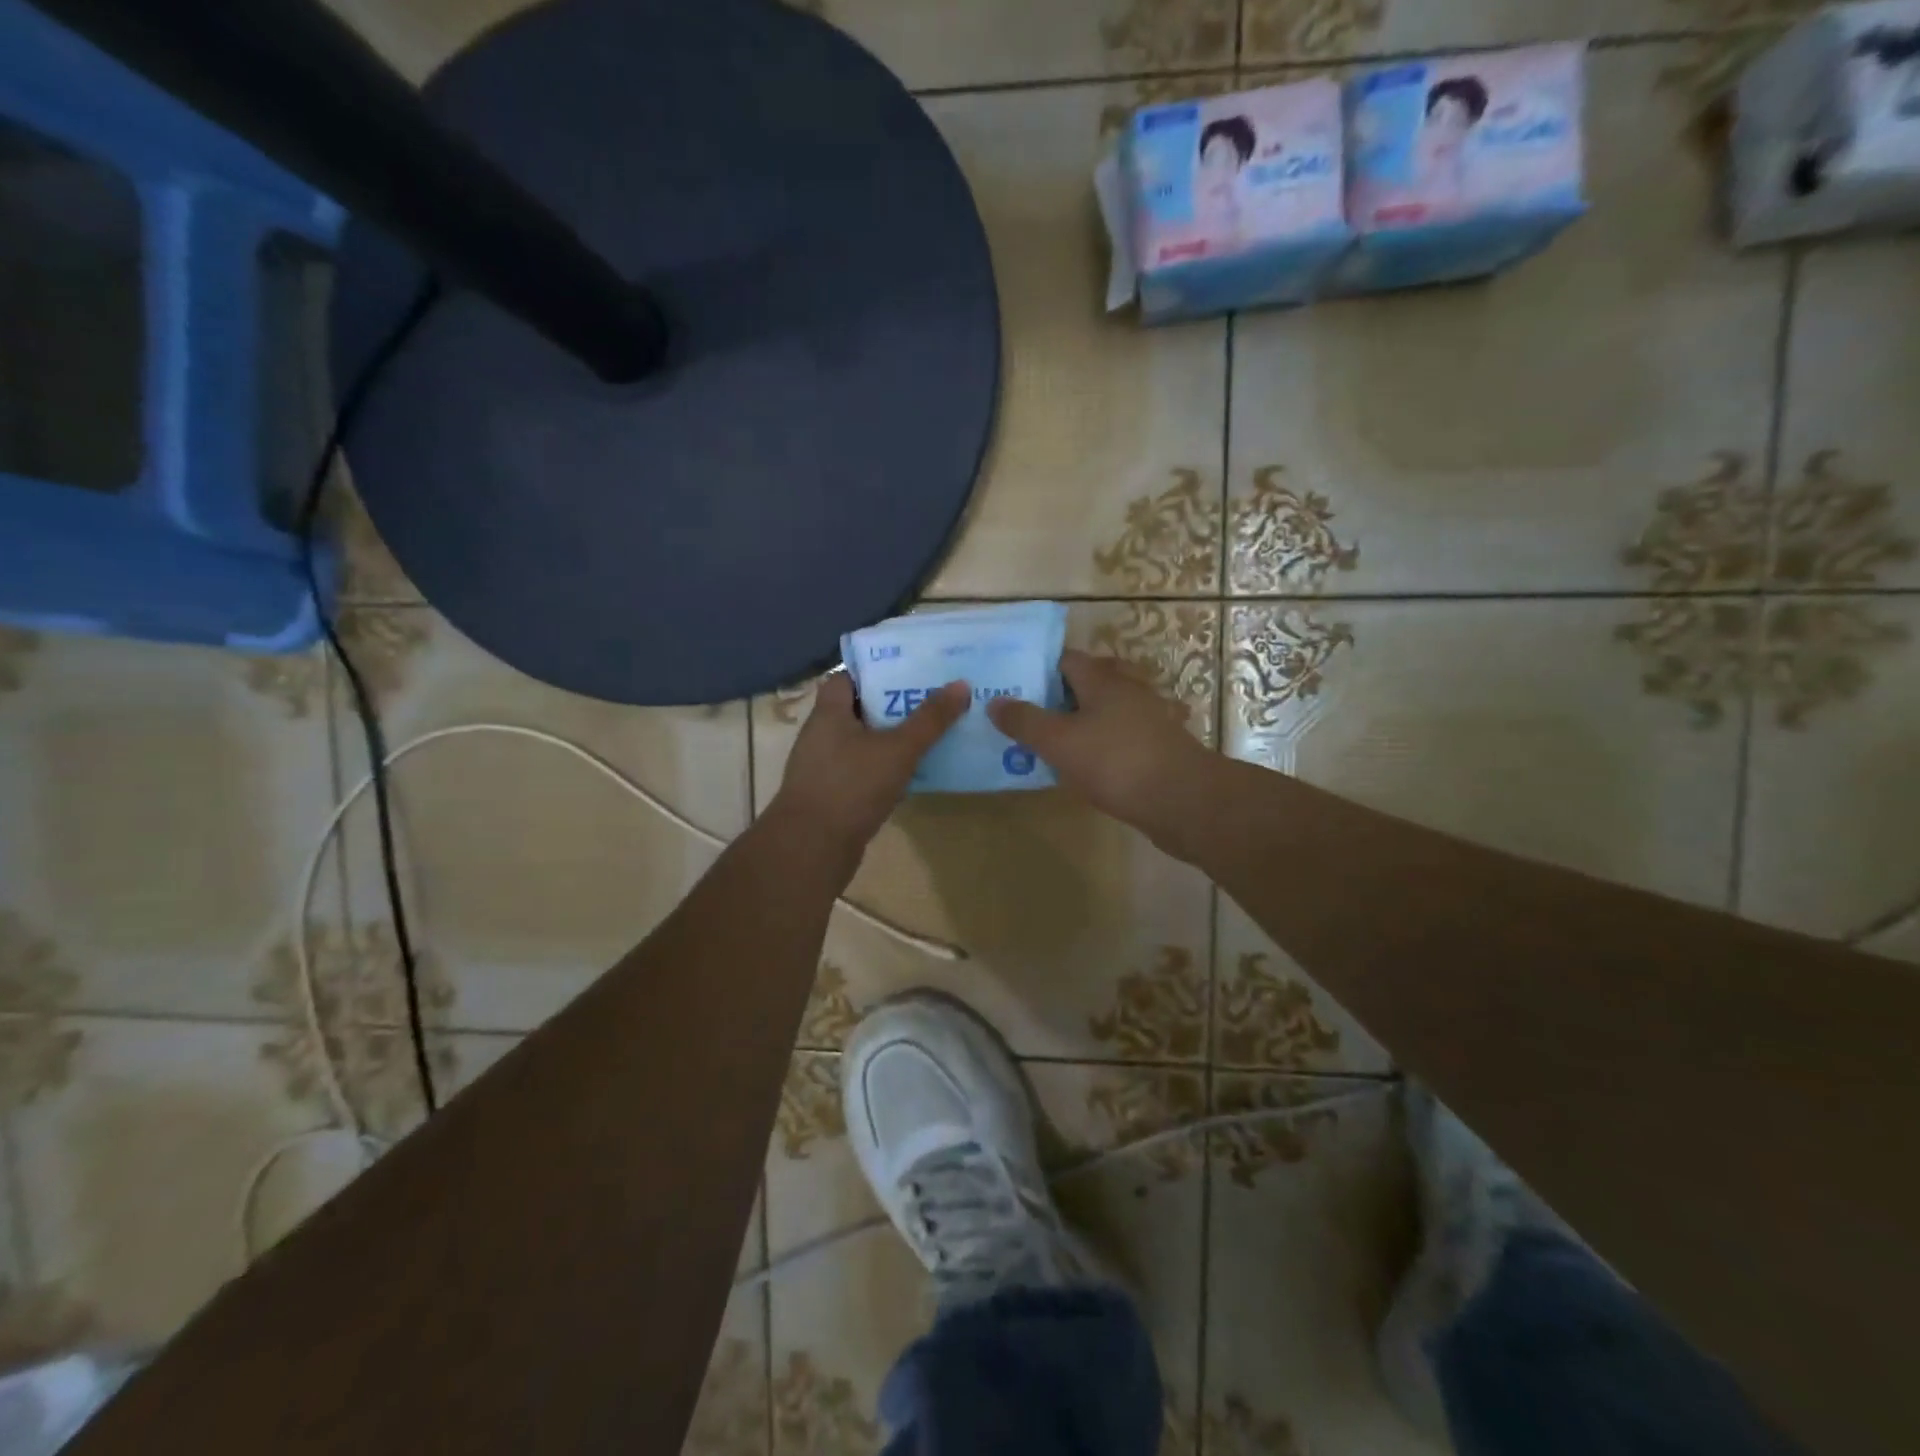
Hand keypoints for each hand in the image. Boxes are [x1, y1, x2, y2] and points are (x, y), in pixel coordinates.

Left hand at [768, 673, 968, 865]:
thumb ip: (930, 719)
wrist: (812, 848)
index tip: (908, 672)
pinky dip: (883, 771)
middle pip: (858, 711)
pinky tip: (911, 776)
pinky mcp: (831, 797)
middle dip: (892, 707)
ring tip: (929, 736)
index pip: (846, 678)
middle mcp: (821, 736)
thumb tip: (961, 684)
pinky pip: (861, 774)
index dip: (875, 673)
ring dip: (889, 741)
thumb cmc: (852, 786)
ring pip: (862, 745)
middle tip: (930, 703)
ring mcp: (823, 769)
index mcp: (829, 714)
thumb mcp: (898, 749)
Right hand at [987, 650, 1211, 848]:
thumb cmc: (1116, 762)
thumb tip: (995, 701)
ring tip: (1045, 743)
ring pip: (1102, 713)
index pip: (1065, 659)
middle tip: (1023, 716)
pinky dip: (1098, 747)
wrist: (1183, 801)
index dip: (1037, 668)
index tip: (1011, 684)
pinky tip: (1082, 767)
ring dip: (1077, 724)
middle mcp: (1127, 691)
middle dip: (1055, 698)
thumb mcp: (1059, 741)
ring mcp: (1146, 720)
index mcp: (1103, 680)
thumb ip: (1025, 721)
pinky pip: (1117, 739)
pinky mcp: (1156, 749)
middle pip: (1085, 685)